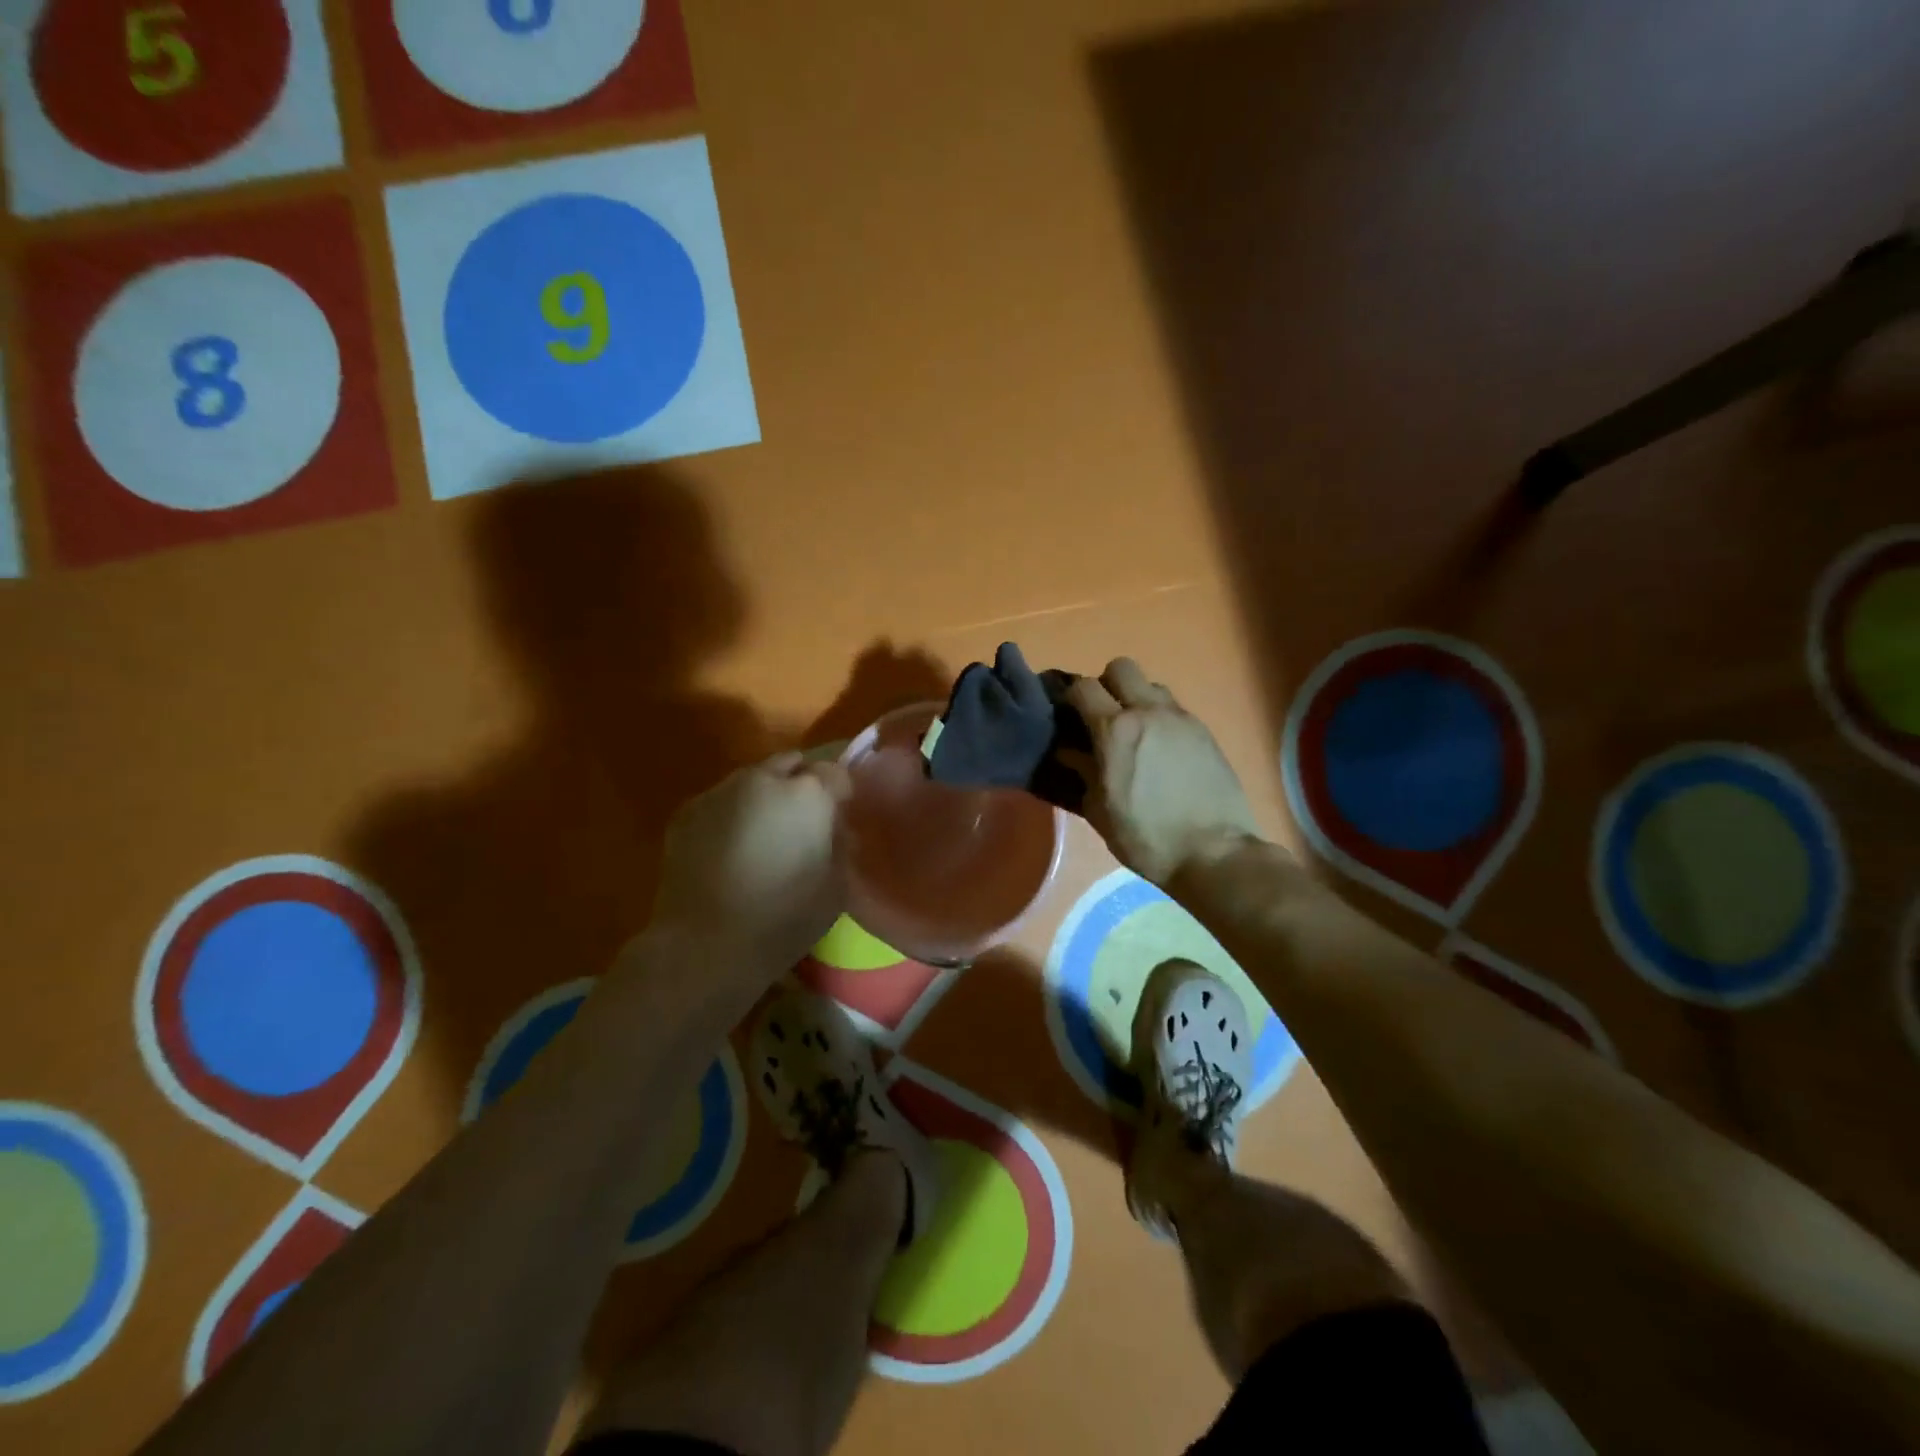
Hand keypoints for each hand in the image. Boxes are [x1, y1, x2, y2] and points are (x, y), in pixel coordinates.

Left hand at [650, 752, 851, 971]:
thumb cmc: (784, 918)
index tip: (837, 818)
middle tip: (802, 822)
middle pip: (791, 764)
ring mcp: (720, 791)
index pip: (836, 772)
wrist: (704, 944)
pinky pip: (720, 801)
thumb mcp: (837, 887)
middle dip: (801, 784)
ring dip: (764, 797)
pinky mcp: (686, 811)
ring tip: (762, 836)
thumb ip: (841, 844)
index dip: (839, 794)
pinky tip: (729, 849)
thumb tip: (834, 827)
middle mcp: (764, 779)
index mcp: (808, 793)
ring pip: (752, 779)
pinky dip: (731, 814)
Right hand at [1067, 659, 1265, 886]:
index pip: (1083, 687)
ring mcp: (1181, 718)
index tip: (1066, 717)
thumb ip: (1081, 772)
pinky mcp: (1204, 731)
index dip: (1070, 697)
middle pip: (1120, 668)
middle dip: (1106, 685)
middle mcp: (1148, 711)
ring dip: (1137, 699)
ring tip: (1135, 733)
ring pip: (1151, 685)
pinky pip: (1174, 709)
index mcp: (1115, 729)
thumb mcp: (1100, 810)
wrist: (1214, 853)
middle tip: (1102, 717)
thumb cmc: (1146, 837)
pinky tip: (1161, 751)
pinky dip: (1160, 719)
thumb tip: (1069, 751)